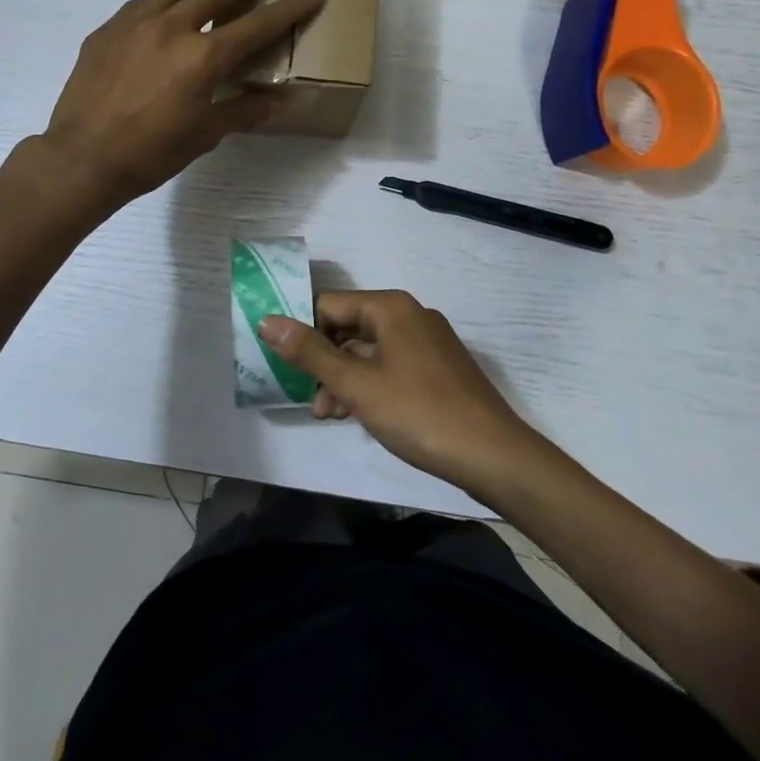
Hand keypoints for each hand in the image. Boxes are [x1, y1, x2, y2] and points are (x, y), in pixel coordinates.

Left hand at [40, 0, 324, 209]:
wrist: (82, 158)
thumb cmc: (150, 154)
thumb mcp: (203, 135)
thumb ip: (242, 111)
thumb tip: (281, 102)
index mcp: (203, 58)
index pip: (257, 26)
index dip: (291, 8)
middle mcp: (173, 27)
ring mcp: (136, 22)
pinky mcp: (108, 29)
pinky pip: (143, 3)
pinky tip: (167, 0)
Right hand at [259, 291, 548, 500]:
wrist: (493, 455)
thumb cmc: (418, 412)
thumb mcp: (356, 384)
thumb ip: (309, 352)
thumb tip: (267, 320)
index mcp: (390, 307)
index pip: (328, 305)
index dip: (305, 334)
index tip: (290, 369)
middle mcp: (410, 315)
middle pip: (348, 327)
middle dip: (324, 363)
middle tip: (312, 401)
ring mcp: (428, 342)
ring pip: (369, 350)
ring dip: (344, 379)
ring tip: (331, 416)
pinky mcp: (439, 368)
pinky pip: (391, 366)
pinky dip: (371, 385)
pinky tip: (361, 416)